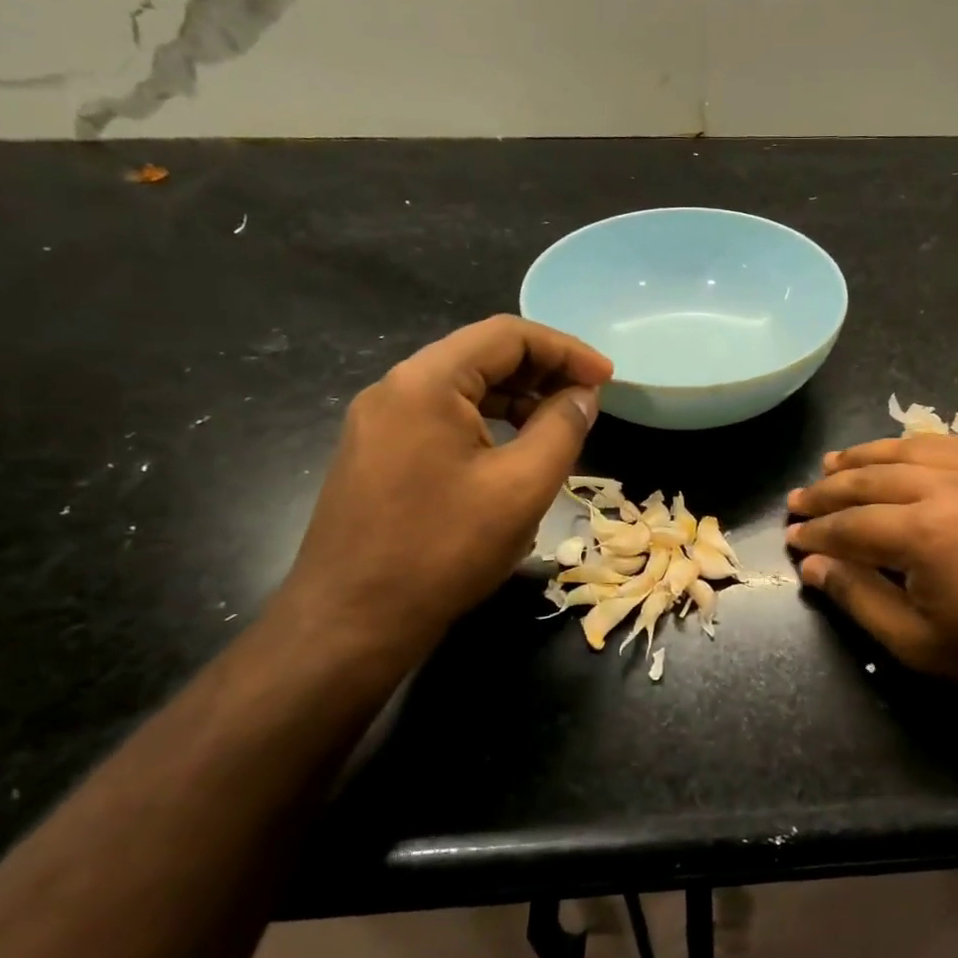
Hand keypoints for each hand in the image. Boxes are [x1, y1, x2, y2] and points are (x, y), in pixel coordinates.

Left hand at [272, 316, 611, 669]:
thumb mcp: (521, 488)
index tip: (606, 378)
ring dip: (516, 398)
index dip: (565, 349)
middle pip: (481, 356)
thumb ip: (562, 429)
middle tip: (588, 400)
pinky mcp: (377, 454)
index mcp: (426, 383)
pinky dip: (488, 423)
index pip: (506, 336)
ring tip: (559, 426)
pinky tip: (514, 453)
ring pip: (462, 389)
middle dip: (542, 371)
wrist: (350, 622)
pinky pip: (442, 419)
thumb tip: (583, 395)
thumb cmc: (442, 550)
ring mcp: (379, 422)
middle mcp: (395, 389)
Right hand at [785, 435, 957, 695]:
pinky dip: (911, 444)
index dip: (815, 533)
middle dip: (827, 491)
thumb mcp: (921, 644)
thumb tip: (812, 566)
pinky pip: (947, 443)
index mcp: (923, 534)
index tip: (790, 538)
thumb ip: (860, 599)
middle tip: (797, 501)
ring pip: (904, 452)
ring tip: (831, 465)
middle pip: (869, 481)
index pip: (849, 525)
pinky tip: (897, 450)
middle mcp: (944, 488)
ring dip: (862, 458)